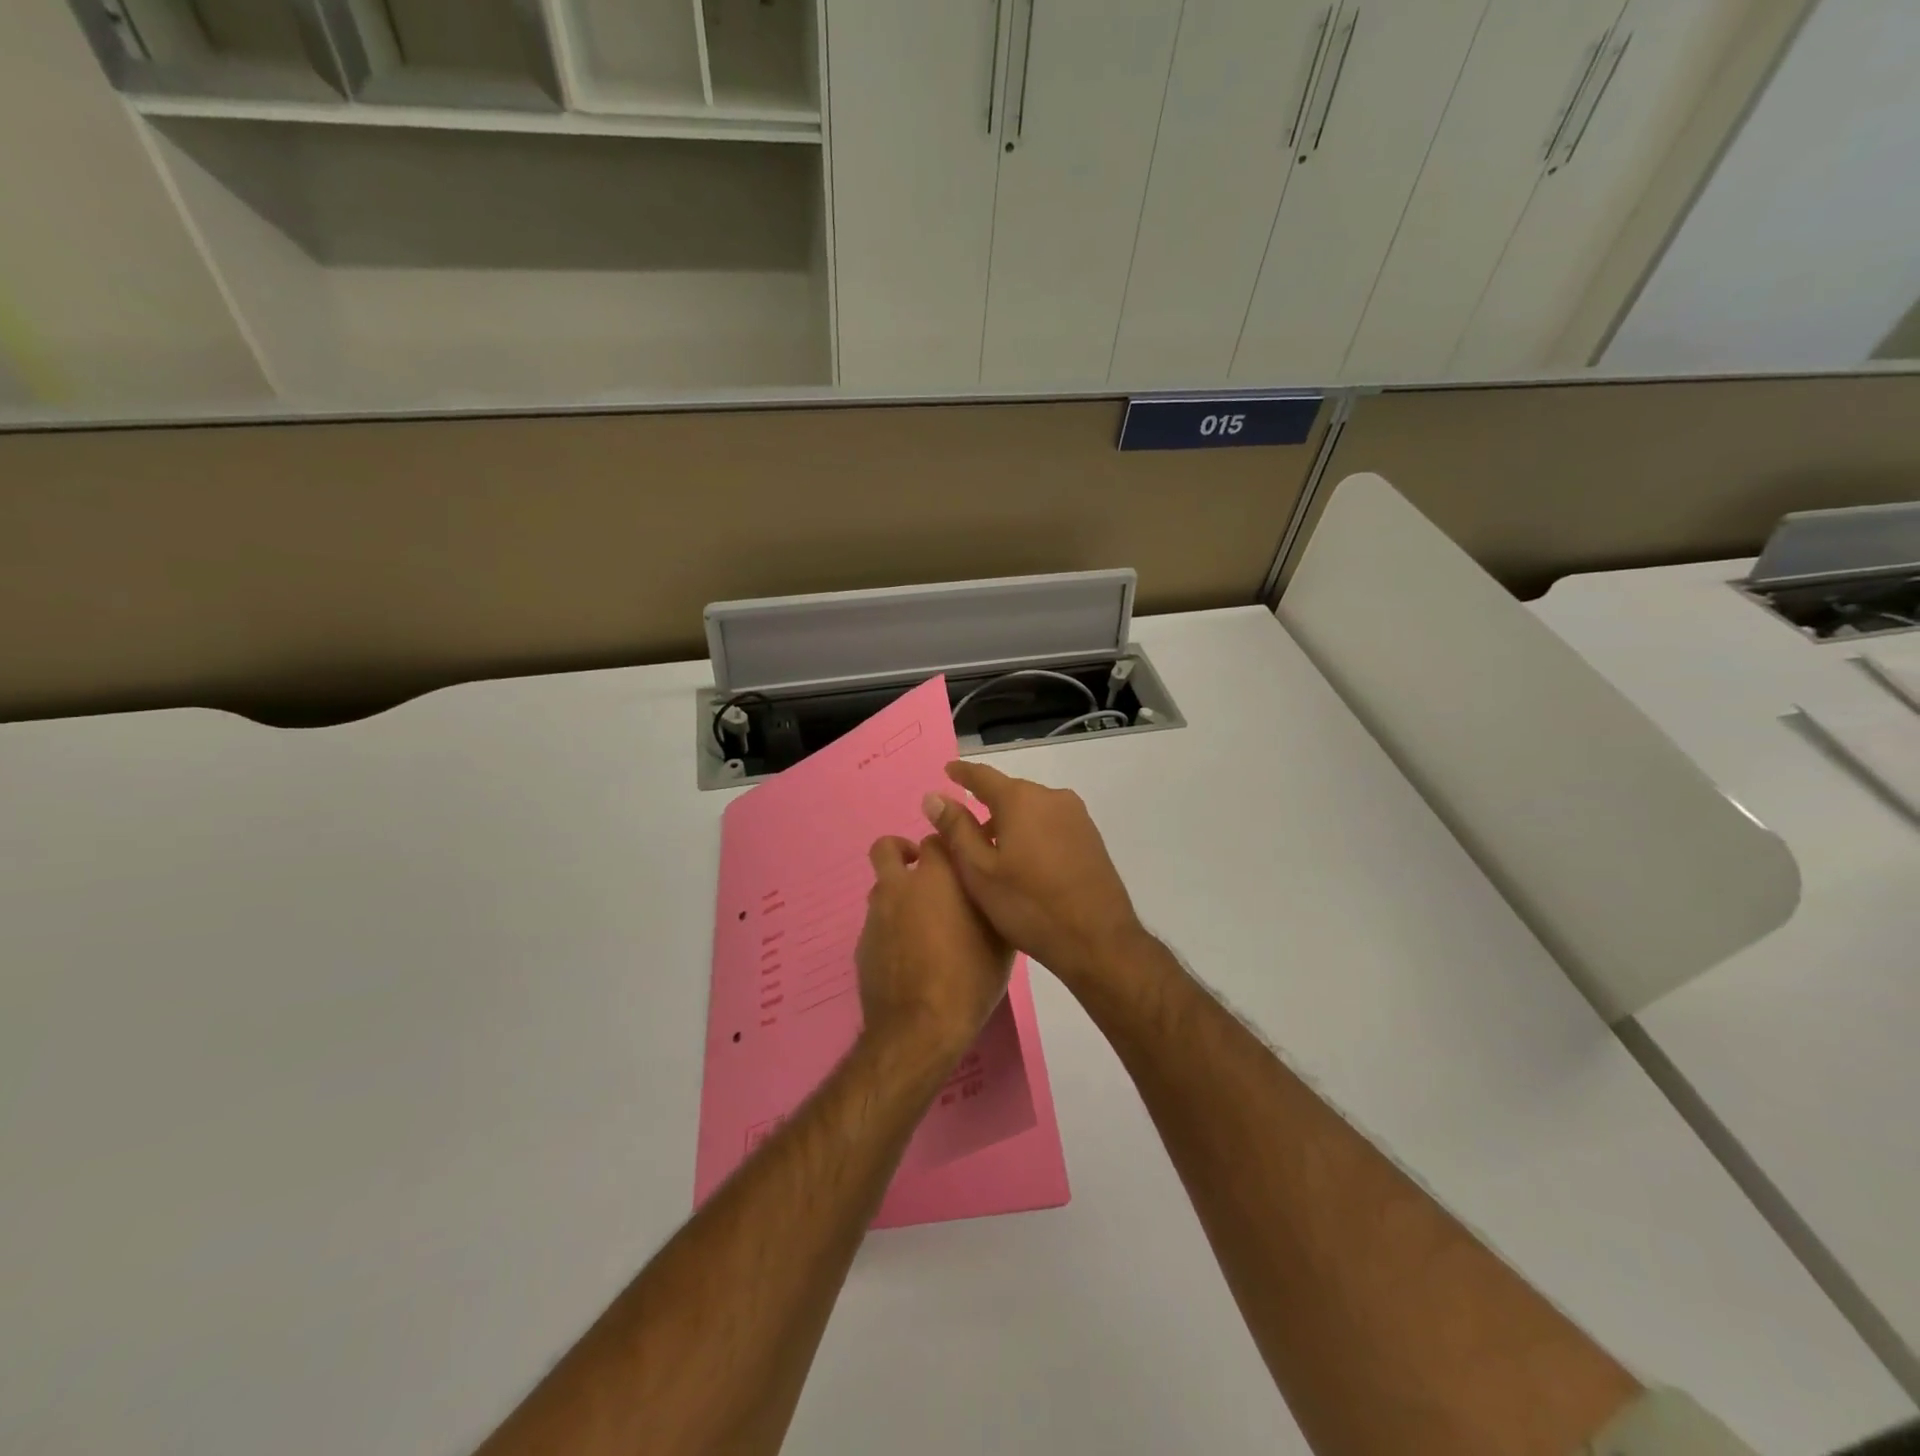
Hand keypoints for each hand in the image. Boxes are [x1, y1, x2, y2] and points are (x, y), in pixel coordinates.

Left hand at [856, 834, 1014, 1072]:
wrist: (919, 1028)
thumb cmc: (970, 979)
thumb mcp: (1000, 941)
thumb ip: (991, 903)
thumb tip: (992, 889)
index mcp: (937, 877)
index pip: (936, 838)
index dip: (947, 846)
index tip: (959, 861)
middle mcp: (900, 887)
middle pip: (887, 848)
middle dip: (903, 852)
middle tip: (925, 875)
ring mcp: (876, 916)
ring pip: (881, 888)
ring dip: (898, 894)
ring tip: (921, 923)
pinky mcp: (861, 944)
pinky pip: (877, 924)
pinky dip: (890, 929)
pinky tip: (909, 956)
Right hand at [921, 761, 1147, 989]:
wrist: (1097, 940)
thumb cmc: (1029, 906)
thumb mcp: (980, 871)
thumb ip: (956, 829)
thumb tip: (934, 797)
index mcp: (1021, 799)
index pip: (983, 776)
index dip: (962, 774)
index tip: (947, 771)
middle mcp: (1052, 797)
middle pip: (1009, 793)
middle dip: (986, 806)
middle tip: (963, 831)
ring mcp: (1077, 816)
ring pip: (1032, 809)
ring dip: (1010, 823)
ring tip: (992, 853)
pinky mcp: (1091, 837)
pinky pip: (1051, 824)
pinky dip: (1032, 833)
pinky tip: (1025, 862)